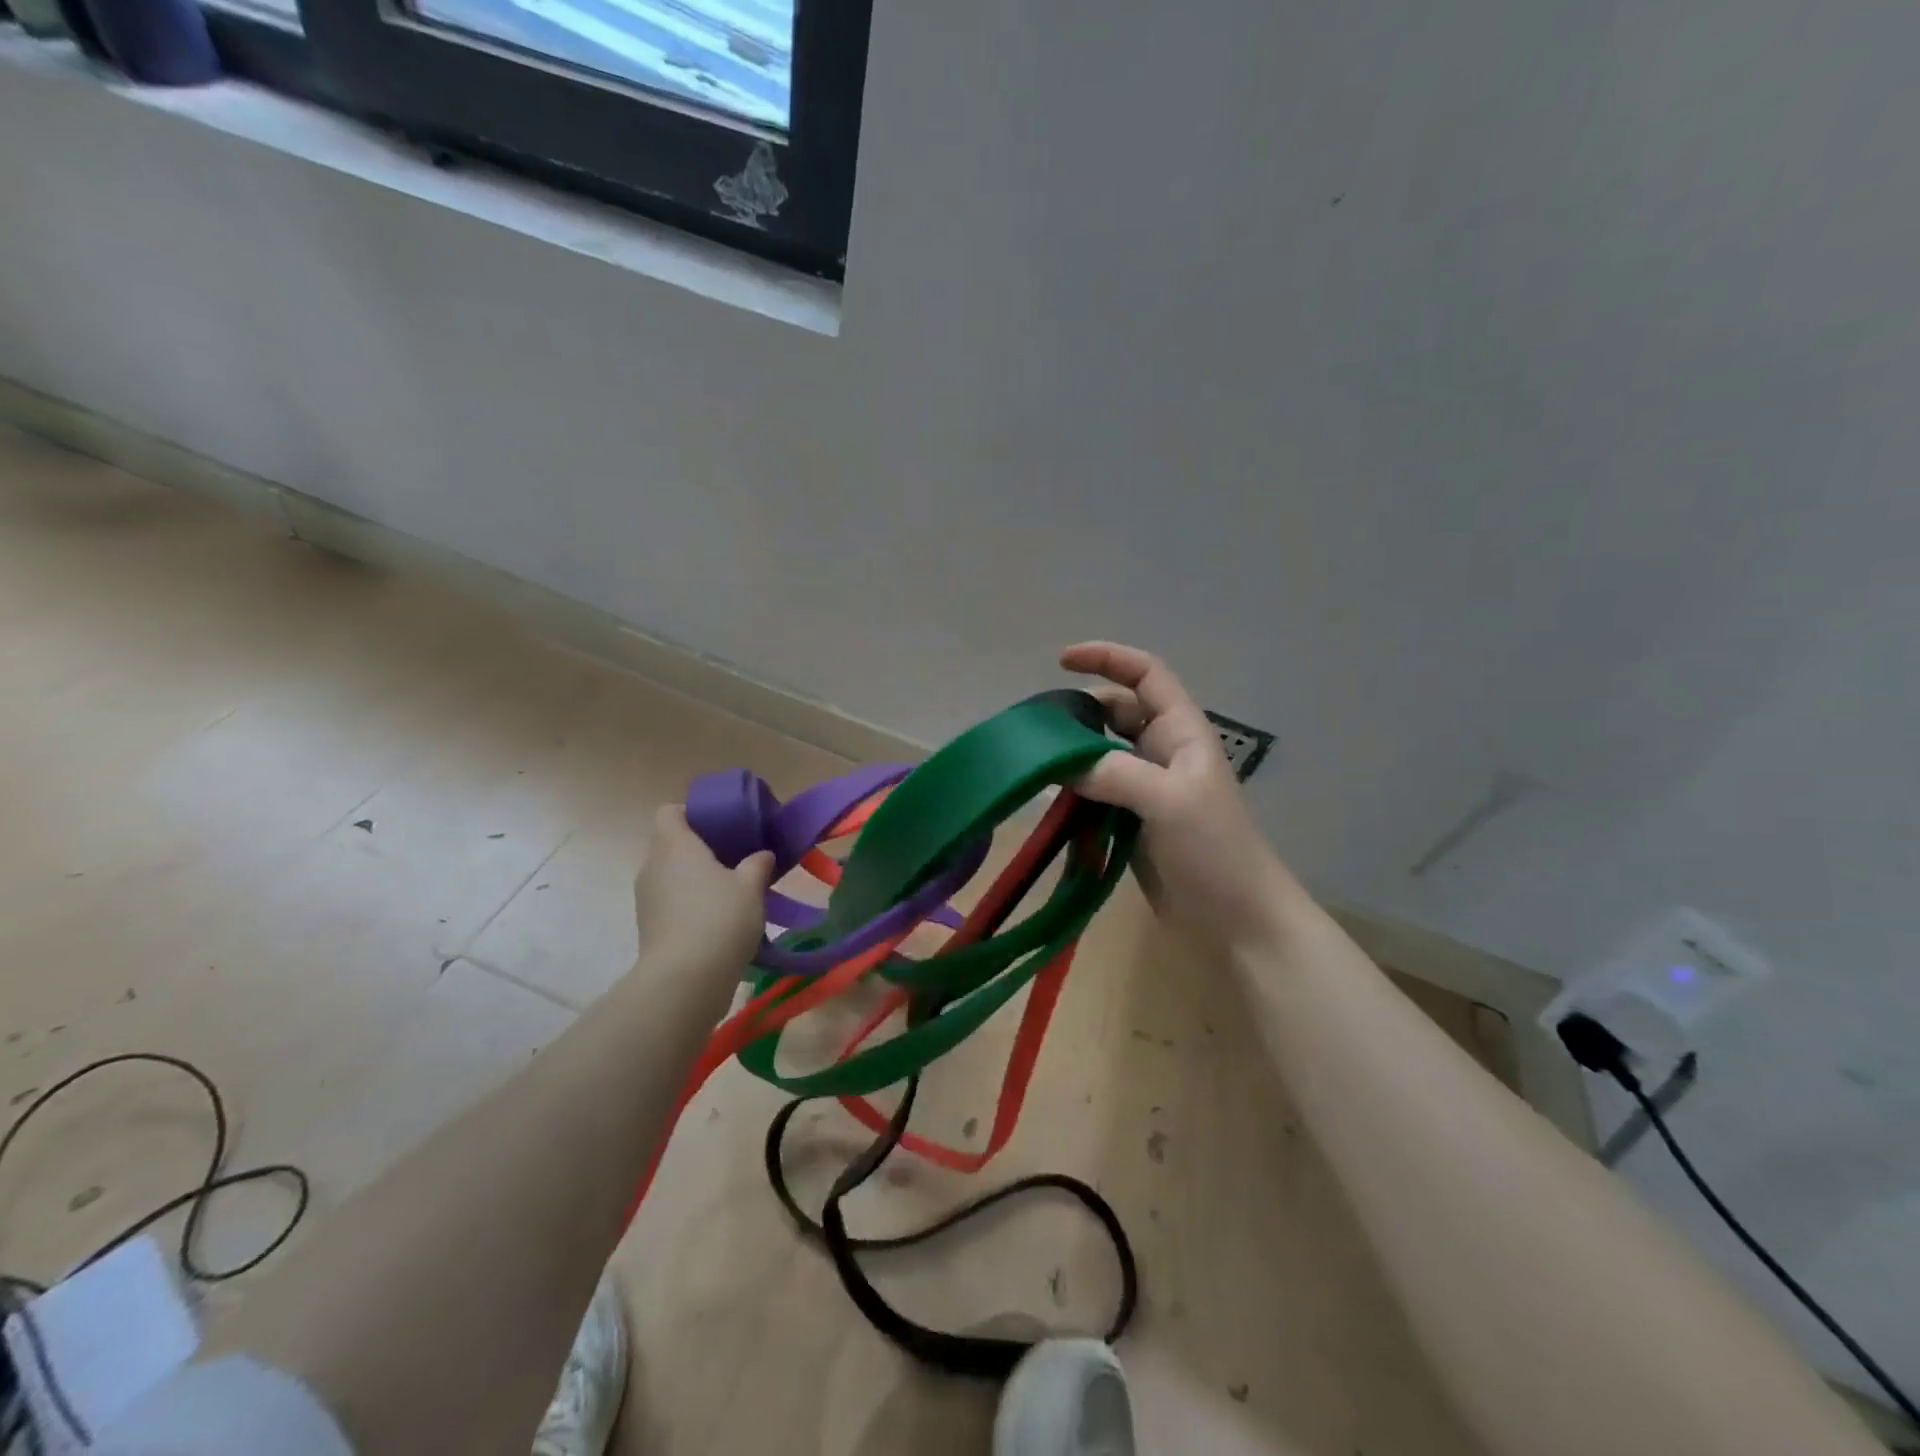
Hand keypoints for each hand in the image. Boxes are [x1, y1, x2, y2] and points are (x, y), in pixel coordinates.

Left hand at [633, 805, 774, 975]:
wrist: (685, 981)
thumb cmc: (719, 918)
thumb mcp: (750, 886)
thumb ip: (757, 864)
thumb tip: (762, 855)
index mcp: (674, 845)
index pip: (669, 811)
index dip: (692, 812)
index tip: (721, 824)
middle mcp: (653, 867)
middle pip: (671, 845)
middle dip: (701, 848)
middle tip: (735, 857)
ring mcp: (647, 900)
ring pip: (672, 876)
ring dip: (696, 880)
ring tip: (731, 891)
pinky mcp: (650, 928)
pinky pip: (672, 903)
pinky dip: (691, 905)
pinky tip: (720, 920)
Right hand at [1061, 642, 1305, 945]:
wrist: (1238, 921)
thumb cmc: (1216, 851)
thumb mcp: (1170, 801)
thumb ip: (1115, 773)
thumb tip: (1061, 763)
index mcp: (1180, 732)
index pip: (1145, 674)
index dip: (1107, 658)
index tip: (1061, 661)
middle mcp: (1162, 752)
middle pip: (1115, 713)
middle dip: (1078, 712)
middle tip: (1037, 728)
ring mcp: (1146, 789)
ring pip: (1100, 755)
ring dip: (1071, 755)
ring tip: (1033, 763)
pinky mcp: (1131, 822)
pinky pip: (1095, 793)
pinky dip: (1072, 791)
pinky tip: (1047, 801)